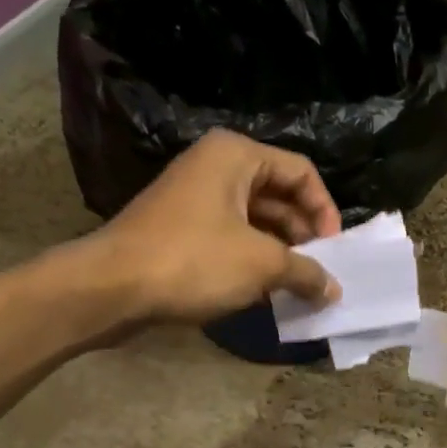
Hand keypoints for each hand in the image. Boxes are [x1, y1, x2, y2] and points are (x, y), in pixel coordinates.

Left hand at [96, 129, 342, 322]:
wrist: (112, 287)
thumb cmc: (193, 261)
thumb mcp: (261, 265)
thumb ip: (305, 272)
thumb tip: (334, 289)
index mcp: (236, 155)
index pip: (301, 172)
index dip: (325, 211)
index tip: (334, 251)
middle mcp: (215, 168)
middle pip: (278, 195)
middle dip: (303, 236)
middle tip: (319, 273)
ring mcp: (195, 199)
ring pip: (255, 221)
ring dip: (280, 253)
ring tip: (297, 288)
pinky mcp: (181, 230)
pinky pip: (231, 239)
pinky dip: (252, 262)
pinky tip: (265, 292)